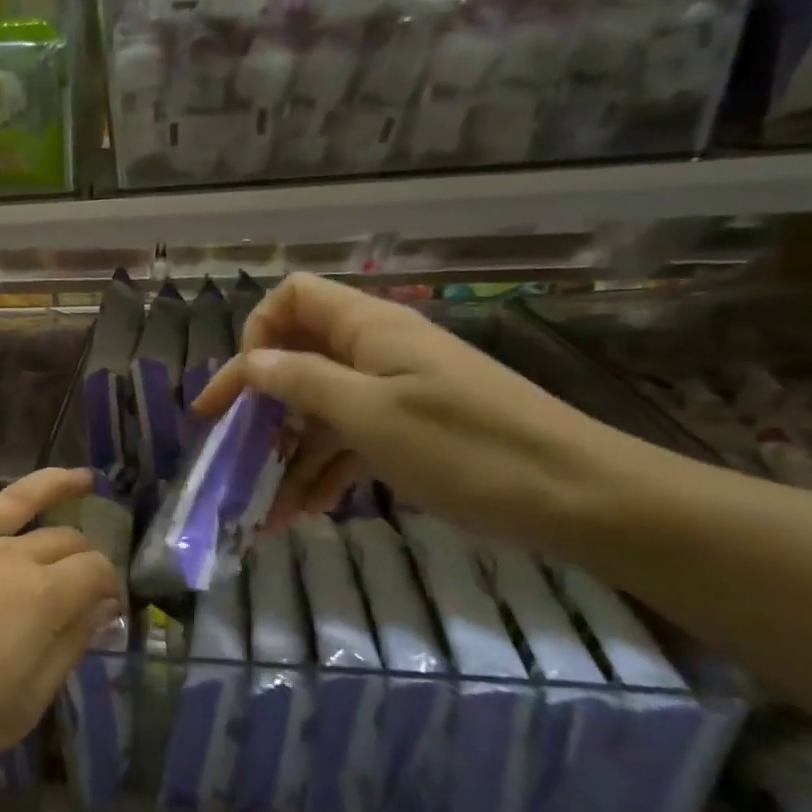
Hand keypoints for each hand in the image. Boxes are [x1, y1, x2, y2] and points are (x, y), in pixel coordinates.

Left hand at [0, 467, 124, 801]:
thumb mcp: (27, 703)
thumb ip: (69, 646)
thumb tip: (101, 606)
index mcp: (40, 594)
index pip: (96, 568)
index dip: (111, 584)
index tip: (109, 607)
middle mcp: (5, 554)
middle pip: (63, 536)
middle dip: (86, 553)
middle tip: (86, 577)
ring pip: (18, 505)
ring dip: (55, 491)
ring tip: (80, 480)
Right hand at [193, 274, 637, 549]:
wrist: (579, 498)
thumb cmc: (466, 448)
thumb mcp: (370, 415)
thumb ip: (303, 381)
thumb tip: (251, 360)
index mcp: (368, 329)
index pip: (292, 299)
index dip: (257, 333)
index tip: (242, 389)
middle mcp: (376, 350)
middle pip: (298, 357)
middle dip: (261, 406)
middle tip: (231, 451)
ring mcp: (395, 391)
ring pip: (320, 407)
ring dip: (288, 454)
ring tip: (265, 508)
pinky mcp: (410, 428)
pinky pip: (350, 439)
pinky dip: (324, 471)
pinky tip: (304, 512)